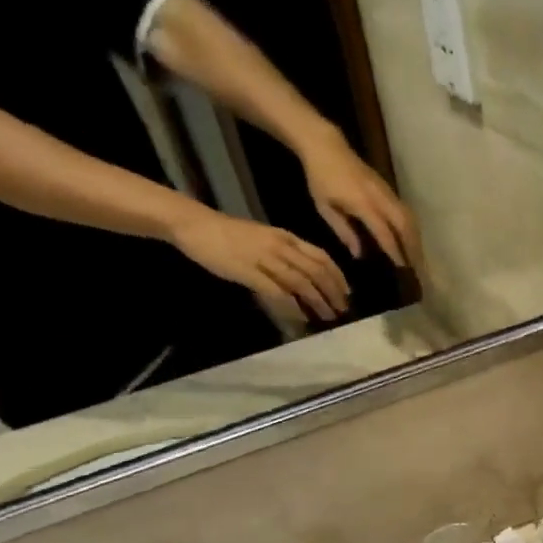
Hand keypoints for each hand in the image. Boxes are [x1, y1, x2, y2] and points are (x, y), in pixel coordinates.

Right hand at [168, 206, 350, 323]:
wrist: (195, 225)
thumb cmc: (229, 233)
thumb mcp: (265, 238)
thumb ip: (286, 254)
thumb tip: (306, 276)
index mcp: (287, 237)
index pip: (321, 257)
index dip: (338, 276)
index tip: (347, 293)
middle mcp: (280, 246)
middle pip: (317, 272)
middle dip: (333, 293)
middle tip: (342, 310)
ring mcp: (265, 259)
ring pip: (301, 282)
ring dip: (318, 302)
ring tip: (327, 316)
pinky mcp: (249, 272)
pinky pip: (278, 292)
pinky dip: (293, 306)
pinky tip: (301, 317)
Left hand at [300, 126, 422, 272]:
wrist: (327, 146)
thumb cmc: (321, 178)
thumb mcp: (325, 207)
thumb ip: (344, 231)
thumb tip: (359, 254)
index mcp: (363, 203)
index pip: (384, 232)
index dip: (394, 251)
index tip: (402, 268)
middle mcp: (380, 197)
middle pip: (405, 226)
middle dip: (413, 248)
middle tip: (418, 268)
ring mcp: (387, 192)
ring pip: (410, 218)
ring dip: (416, 239)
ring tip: (419, 257)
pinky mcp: (389, 189)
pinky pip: (407, 211)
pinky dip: (412, 228)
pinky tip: (412, 240)